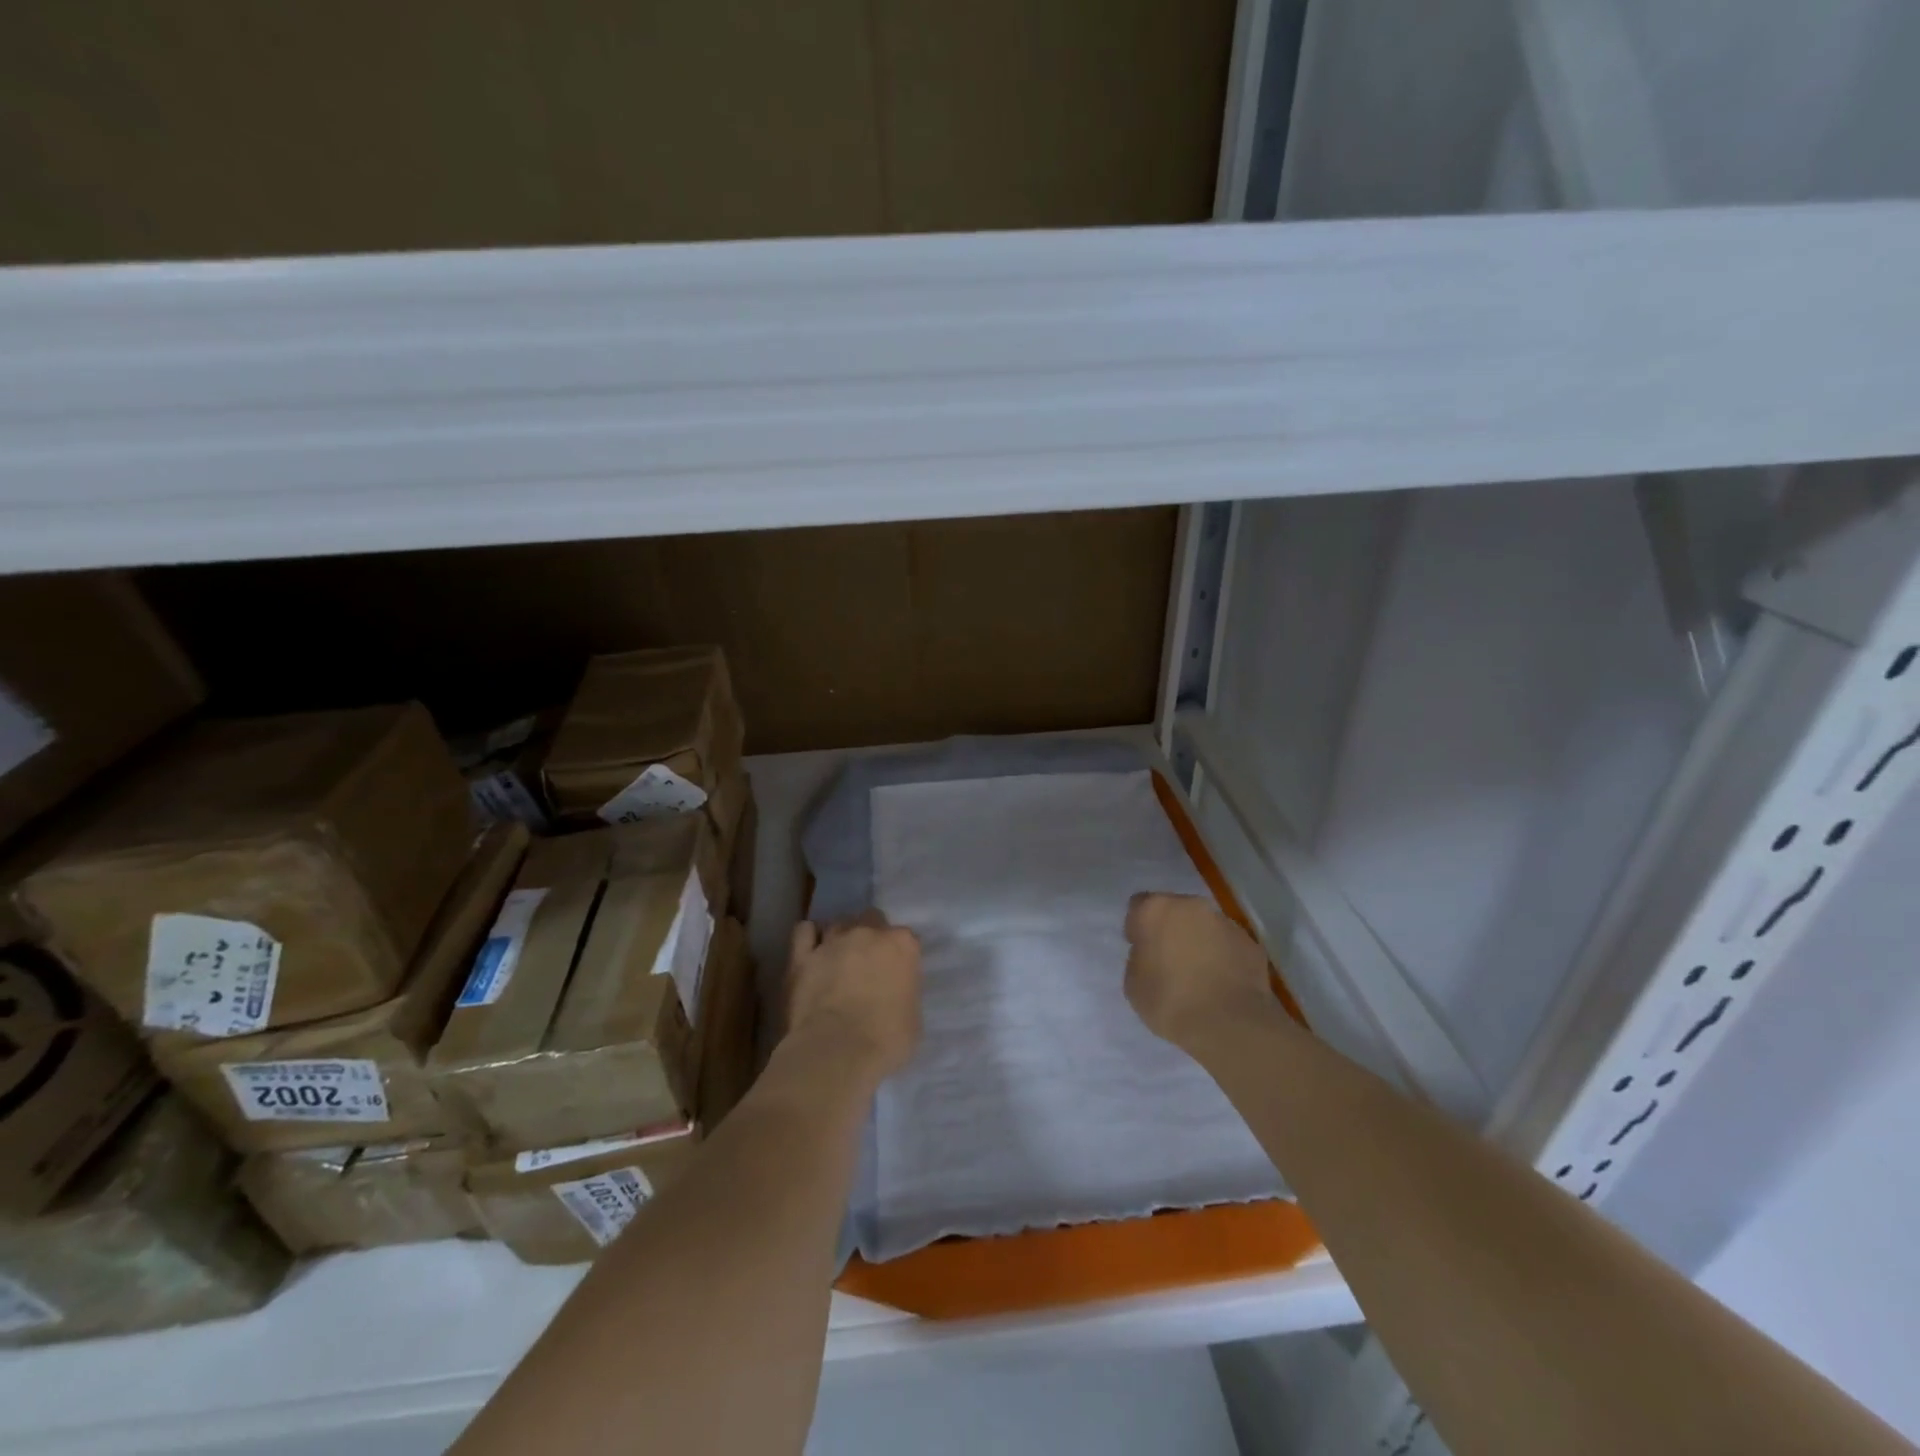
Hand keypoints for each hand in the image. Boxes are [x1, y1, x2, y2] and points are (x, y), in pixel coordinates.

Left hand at [785, 911, 921, 1084]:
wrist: (837, 1050)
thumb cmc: (885, 1040)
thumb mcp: (913, 1018)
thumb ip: (905, 992)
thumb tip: (894, 992)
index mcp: (902, 945)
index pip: (906, 938)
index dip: (899, 956)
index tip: (895, 973)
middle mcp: (868, 932)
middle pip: (871, 919)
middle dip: (870, 935)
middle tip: (866, 963)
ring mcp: (833, 940)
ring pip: (838, 924)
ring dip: (840, 938)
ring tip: (836, 960)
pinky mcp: (802, 954)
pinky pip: (804, 932)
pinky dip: (808, 937)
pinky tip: (811, 951)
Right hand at [1124, 892, 1276, 1052]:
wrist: (1230, 1024)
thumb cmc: (1170, 1001)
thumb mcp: (1133, 984)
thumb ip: (1139, 959)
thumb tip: (1152, 954)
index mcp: (1156, 909)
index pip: (1139, 906)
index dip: (1138, 927)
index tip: (1141, 950)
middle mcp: (1191, 905)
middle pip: (1175, 911)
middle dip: (1171, 929)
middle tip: (1169, 961)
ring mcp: (1225, 922)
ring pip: (1205, 926)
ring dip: (1199, 941)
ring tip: (1200, 976)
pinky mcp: (1251, 943)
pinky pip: (1228, 945)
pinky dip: (1224, 957)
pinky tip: (1222, 984)